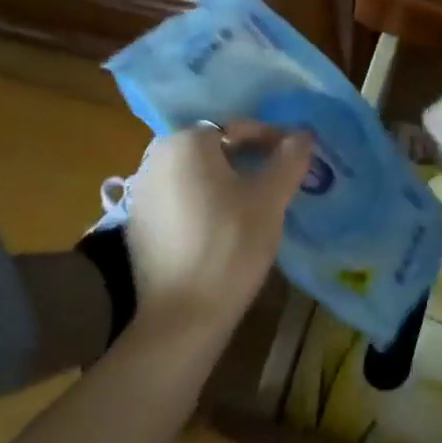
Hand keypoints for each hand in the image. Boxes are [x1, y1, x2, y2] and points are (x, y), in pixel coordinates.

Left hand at [120, 120, 312, 339]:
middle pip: (214, 148)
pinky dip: (205, 201)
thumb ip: (289, 158)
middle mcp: (156, 157)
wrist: (182, 315)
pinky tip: (224, 226)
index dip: (271, 139)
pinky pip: (180, 197)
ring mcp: (142, 191)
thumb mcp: (270, 198)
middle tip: (277, 181)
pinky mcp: (138, 223)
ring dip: (227, 180)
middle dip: (248, 159)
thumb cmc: (231, 245)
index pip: (237, 127)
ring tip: (256, 203)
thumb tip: (303, 134)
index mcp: (186, 143)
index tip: (294, 160)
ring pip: (196, 173)